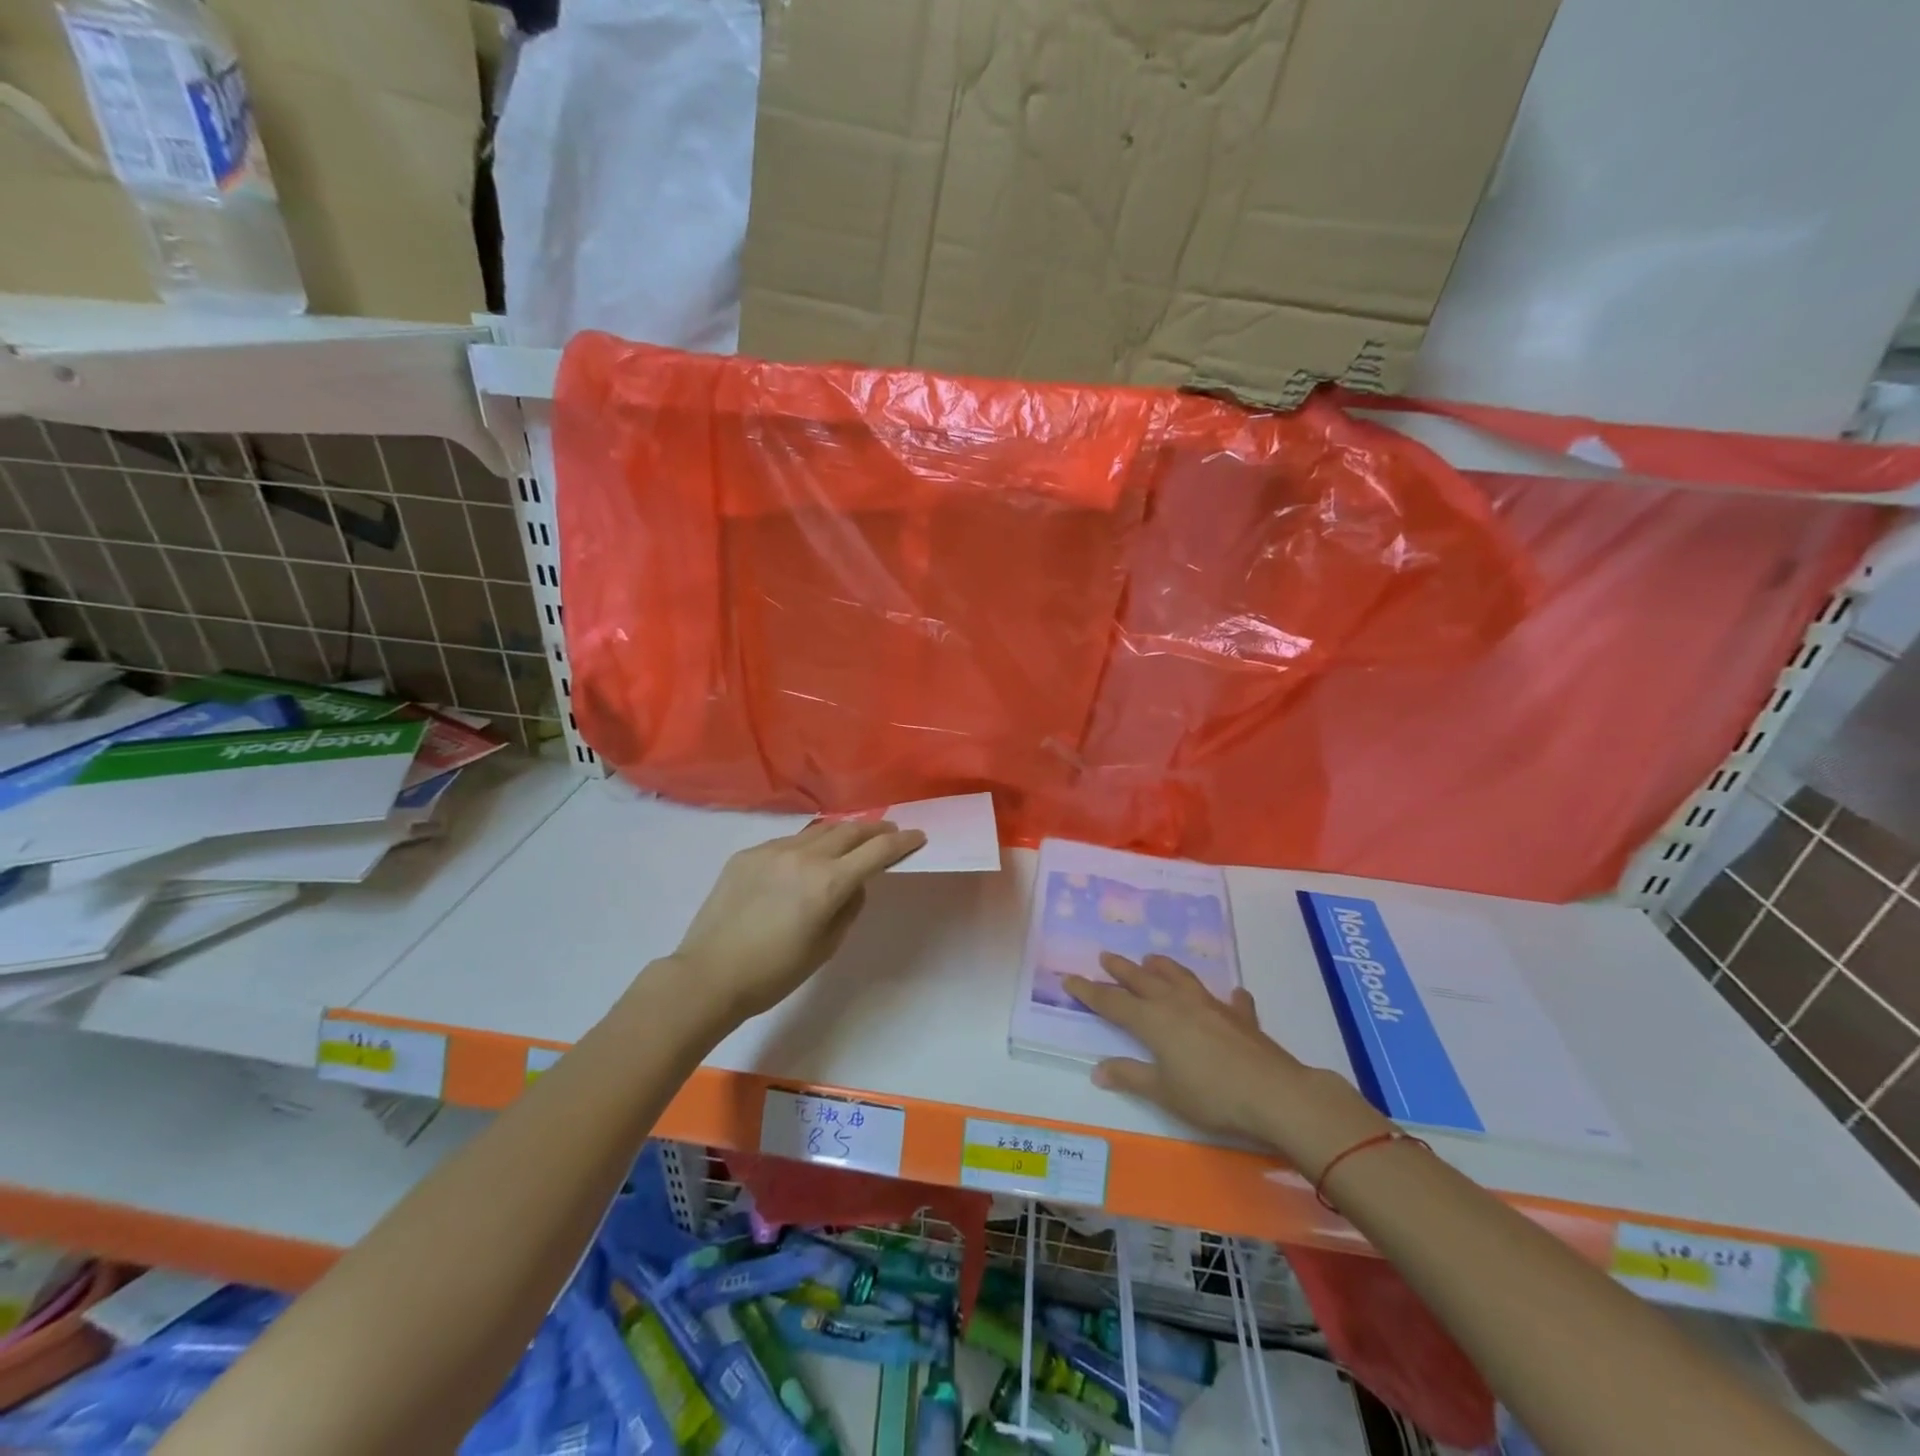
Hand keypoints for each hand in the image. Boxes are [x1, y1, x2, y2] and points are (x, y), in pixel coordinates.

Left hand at [669, 819, 926, 1022]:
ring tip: (854, 836)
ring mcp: (772, 851)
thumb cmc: (775, 973)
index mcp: (828, 883)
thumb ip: (848, 906)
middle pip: (850, 831)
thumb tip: (854, 883)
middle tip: (890, 831)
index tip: (918, 836)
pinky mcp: (747, 854)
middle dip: (875, 830)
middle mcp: (803, 857)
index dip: (902, 843)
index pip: (877, 851)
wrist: (709, 975)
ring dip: (842, 832)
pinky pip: (787, 842)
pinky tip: (806, 859)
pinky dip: (807, 846)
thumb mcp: (826, 946)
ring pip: (818, 831)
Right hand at [1065, 954, 1387, 1172]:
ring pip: (1180, 978)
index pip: (1112, 1002)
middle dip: (1121, 969)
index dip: (1089, 991)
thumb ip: (1131, 1077)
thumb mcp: (1164, 1092)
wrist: (1274, 1093)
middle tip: (1105, 956)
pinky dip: (1227, 997)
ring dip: (1163, 967)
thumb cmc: (1211, 1096)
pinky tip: (1232, 995)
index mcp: (1153, 1021)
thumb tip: (1097, 1069)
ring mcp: (1210, 1005)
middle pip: (1142, 980)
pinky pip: (1230, 1001)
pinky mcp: (1240, 1017)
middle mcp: (1177, 1004)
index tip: (1069, 978)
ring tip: (1151, 959)